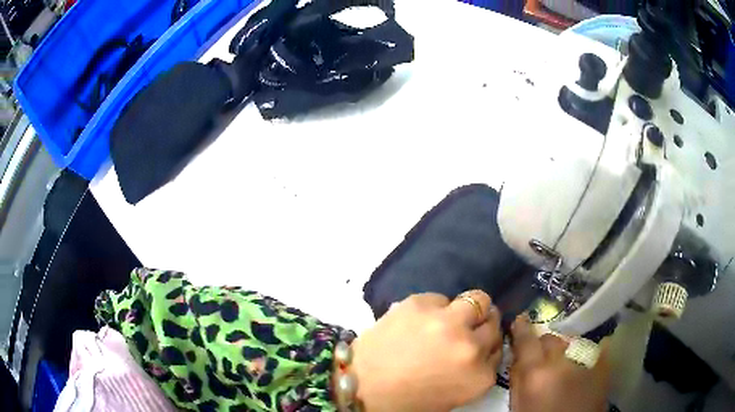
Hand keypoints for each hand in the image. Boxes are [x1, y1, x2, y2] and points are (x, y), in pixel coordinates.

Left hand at [350, 291, 502, 411]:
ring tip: (450, 318)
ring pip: (478, 299)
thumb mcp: (453, 395)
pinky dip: (436, 308)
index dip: (488, 345)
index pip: (499, 349)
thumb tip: (482, 347)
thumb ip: (476, 371)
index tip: (479, 344)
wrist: (360, 386)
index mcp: (479, 376)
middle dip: (483, 325)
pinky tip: (419, 321)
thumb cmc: (407, 400)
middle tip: (467, 329)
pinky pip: (441, 298)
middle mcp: (470, 345)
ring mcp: (447, 321)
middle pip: (493, 322)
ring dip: (468, 309)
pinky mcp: (420, 303)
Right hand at [509, 315, 610, 411]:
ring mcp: (586, 360)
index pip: (527, 340)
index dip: (522, 328)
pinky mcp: (603, 364)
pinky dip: (584, 353)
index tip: (520, 321)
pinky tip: (582, 364)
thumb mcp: (519, 404)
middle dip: (545, 344)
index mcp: (537, 373)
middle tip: (542, 356)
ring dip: (564, 349)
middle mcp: (562, 361)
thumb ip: (516, 378)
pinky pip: (592, 348)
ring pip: (571, 341)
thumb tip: (517, 356)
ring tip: (564, 364)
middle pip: (551, 338)